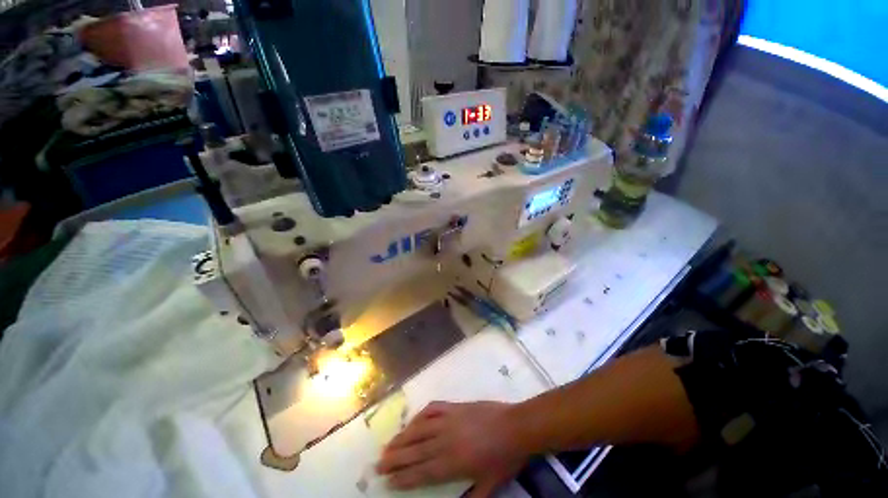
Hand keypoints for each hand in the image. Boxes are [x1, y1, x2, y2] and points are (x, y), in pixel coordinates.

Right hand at [376, 401, 526, 497]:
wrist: (515, 426)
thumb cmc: (504, 458)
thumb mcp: (490, 485)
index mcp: (454, 463)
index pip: (422, 472)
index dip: (404, 477)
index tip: (388, 481)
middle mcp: (446, 440)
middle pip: (416, 450)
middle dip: (395, 458)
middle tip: (378, 463)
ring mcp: (450, 420)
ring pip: (420, 429)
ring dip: (403, 437)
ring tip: (388, 444)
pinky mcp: (455, 406)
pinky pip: (433, 409)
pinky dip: (420, 415)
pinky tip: (413, 420)